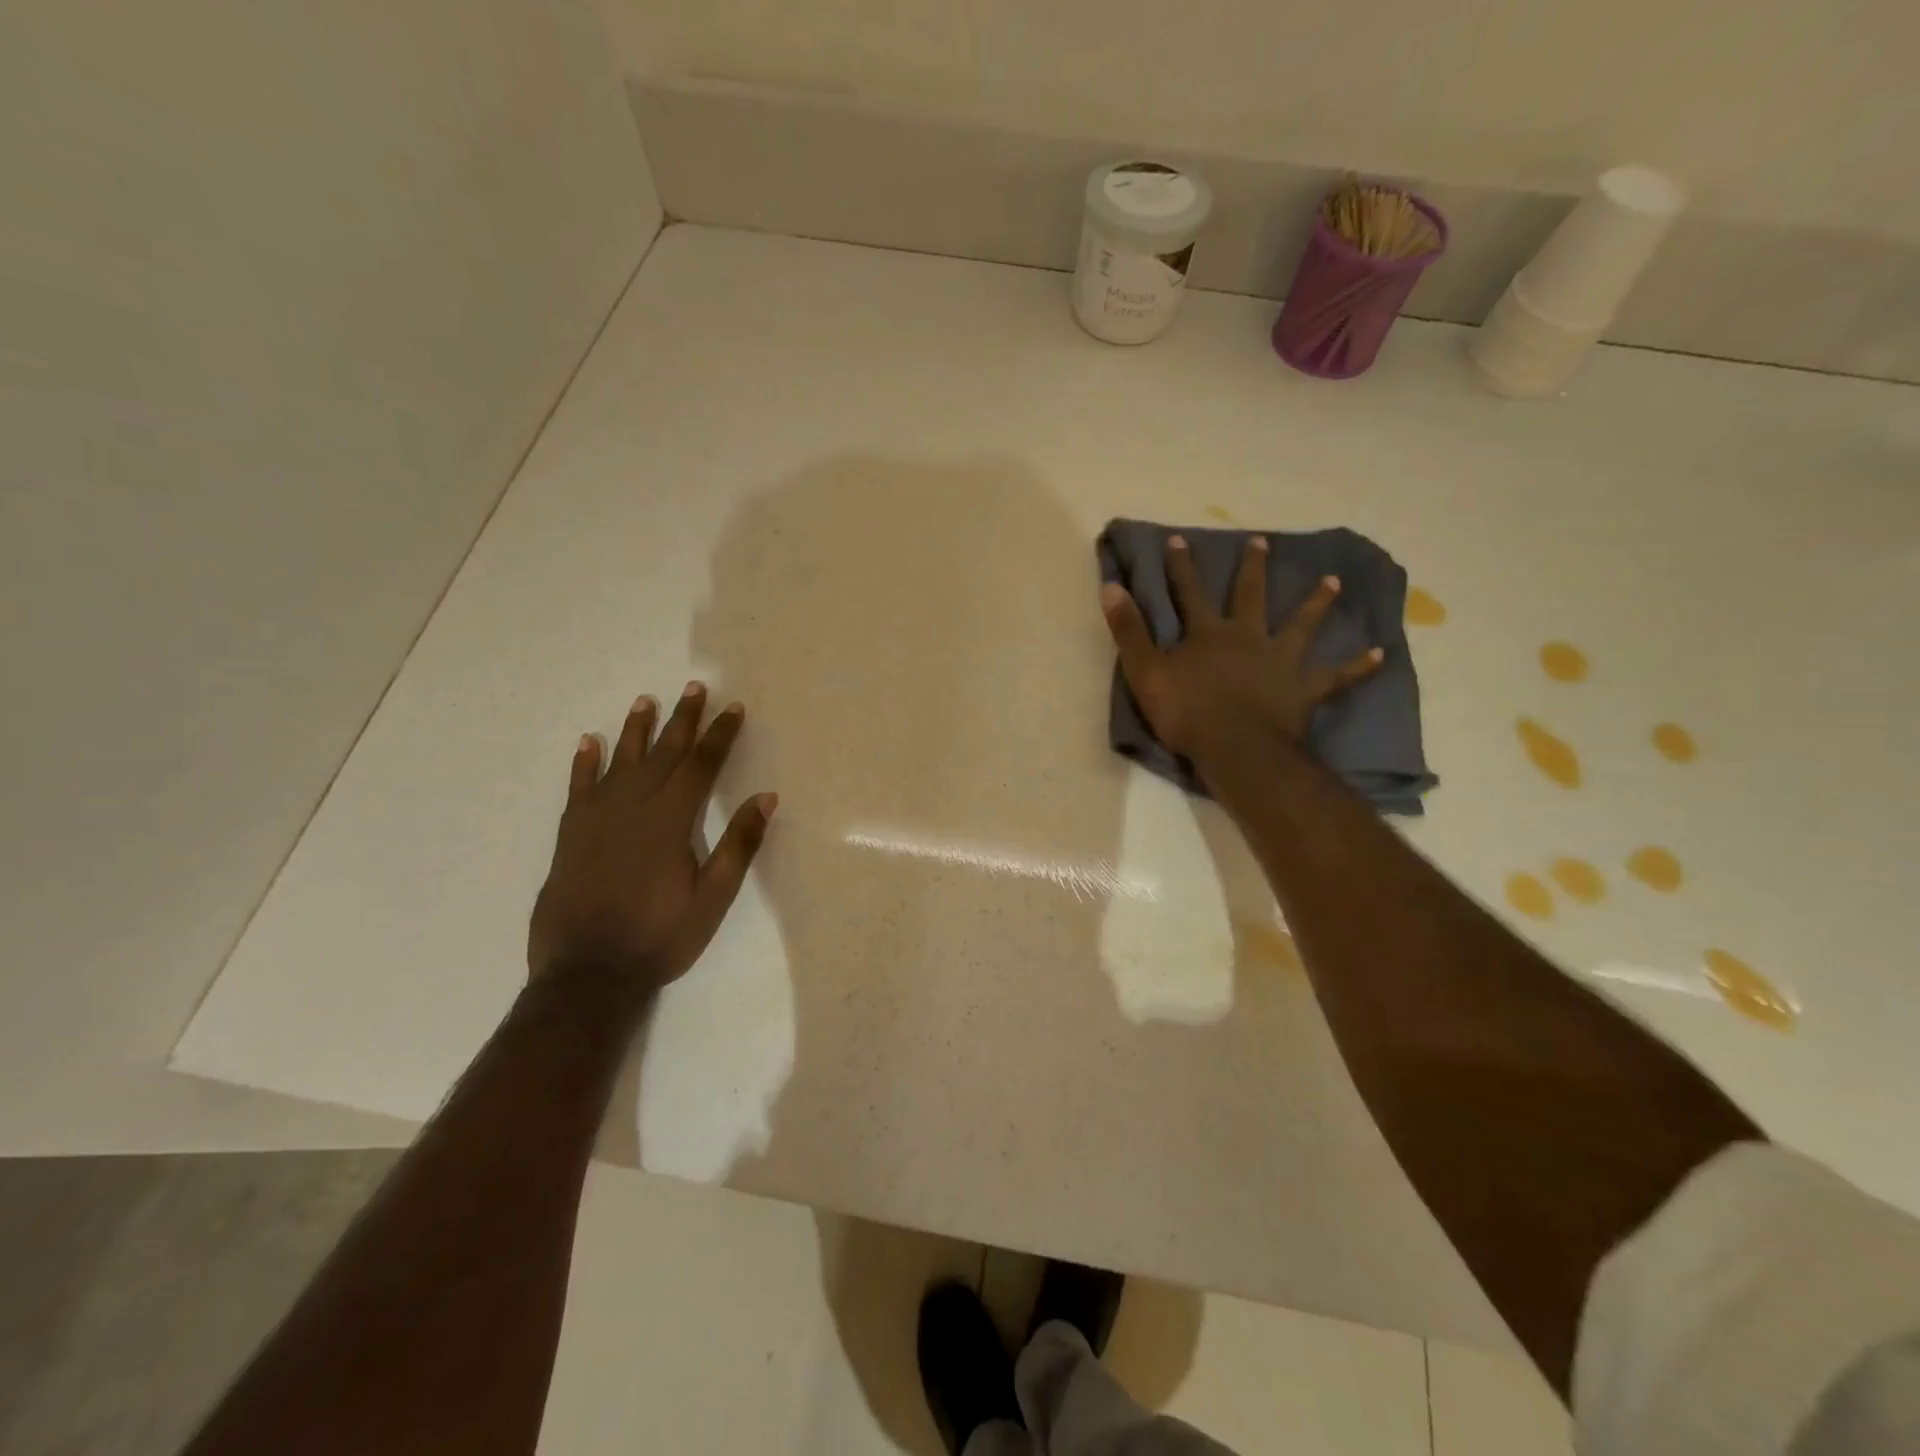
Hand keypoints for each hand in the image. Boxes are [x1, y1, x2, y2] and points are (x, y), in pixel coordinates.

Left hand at [527, 682, 775, 991]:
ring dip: (635, 731)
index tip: (733, 708)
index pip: (700, 767)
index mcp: (669, 823)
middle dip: (682, 720)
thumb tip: (766, 798)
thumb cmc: (660, 937)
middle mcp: (631, 810)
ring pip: (619, 763)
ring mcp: (596, 820)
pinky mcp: (570, 836)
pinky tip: (589, 743)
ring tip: (645, 701)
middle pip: (661, 754)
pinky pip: (578, 789)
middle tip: (694, 688)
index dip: (719, 736)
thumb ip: (738, 845)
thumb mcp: (713, 897)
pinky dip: (584, 764)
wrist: (588, 974)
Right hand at [1101, 534, 1382, 769]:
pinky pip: (1336, 677)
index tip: (1179, 539)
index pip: (1189, 592)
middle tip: (1261, 541)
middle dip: (1252, 568)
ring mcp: (1280, 661)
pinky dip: (1357, 666)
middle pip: (1249, 596)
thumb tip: (1111, 586)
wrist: (1237, 749)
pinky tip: (1379, 654)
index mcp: (1207, 633)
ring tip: (1333, 580)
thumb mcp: (1145, 671)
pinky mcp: (1303, 689)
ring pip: (1301, 625)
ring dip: (1316, 602)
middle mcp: (1247, 637)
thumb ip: (1129, 630)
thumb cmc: (1187, 713)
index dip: (1181, 567)